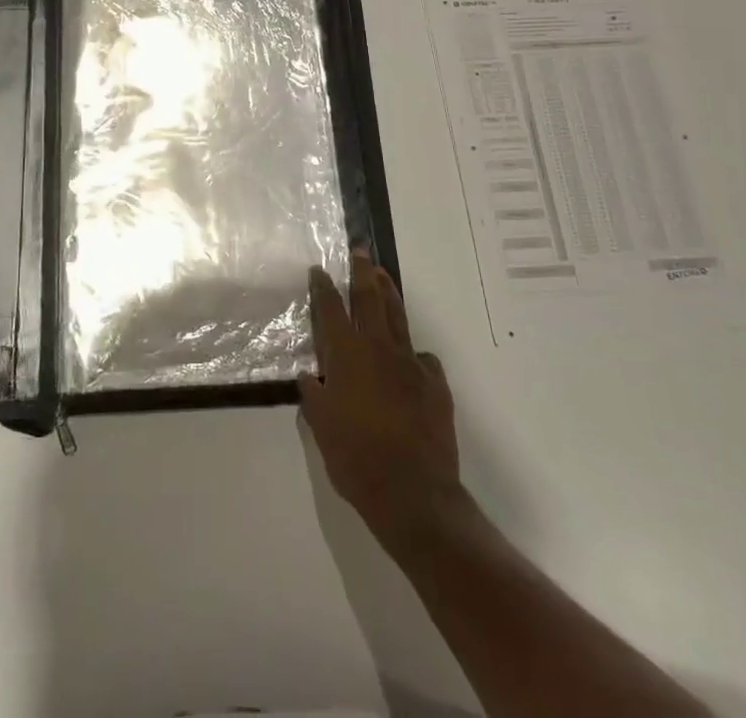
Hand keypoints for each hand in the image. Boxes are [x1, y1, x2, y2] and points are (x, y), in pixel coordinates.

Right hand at [300, 251, 461, 549]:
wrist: (413, 493)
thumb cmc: (356, 459)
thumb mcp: (321, 427)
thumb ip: (314, 395)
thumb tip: (310, 377)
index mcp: (346, 355)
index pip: (331, 309)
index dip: (323, 287)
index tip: (319, 269)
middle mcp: (378, 349)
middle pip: (369, 298)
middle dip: (363, 271)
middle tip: (360, 251)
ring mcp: (410, 364)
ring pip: (398, 317)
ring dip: (389, 293)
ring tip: (383, 276)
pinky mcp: (435, 384)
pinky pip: (422, 359)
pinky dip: (412, 354)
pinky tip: (410, 361)